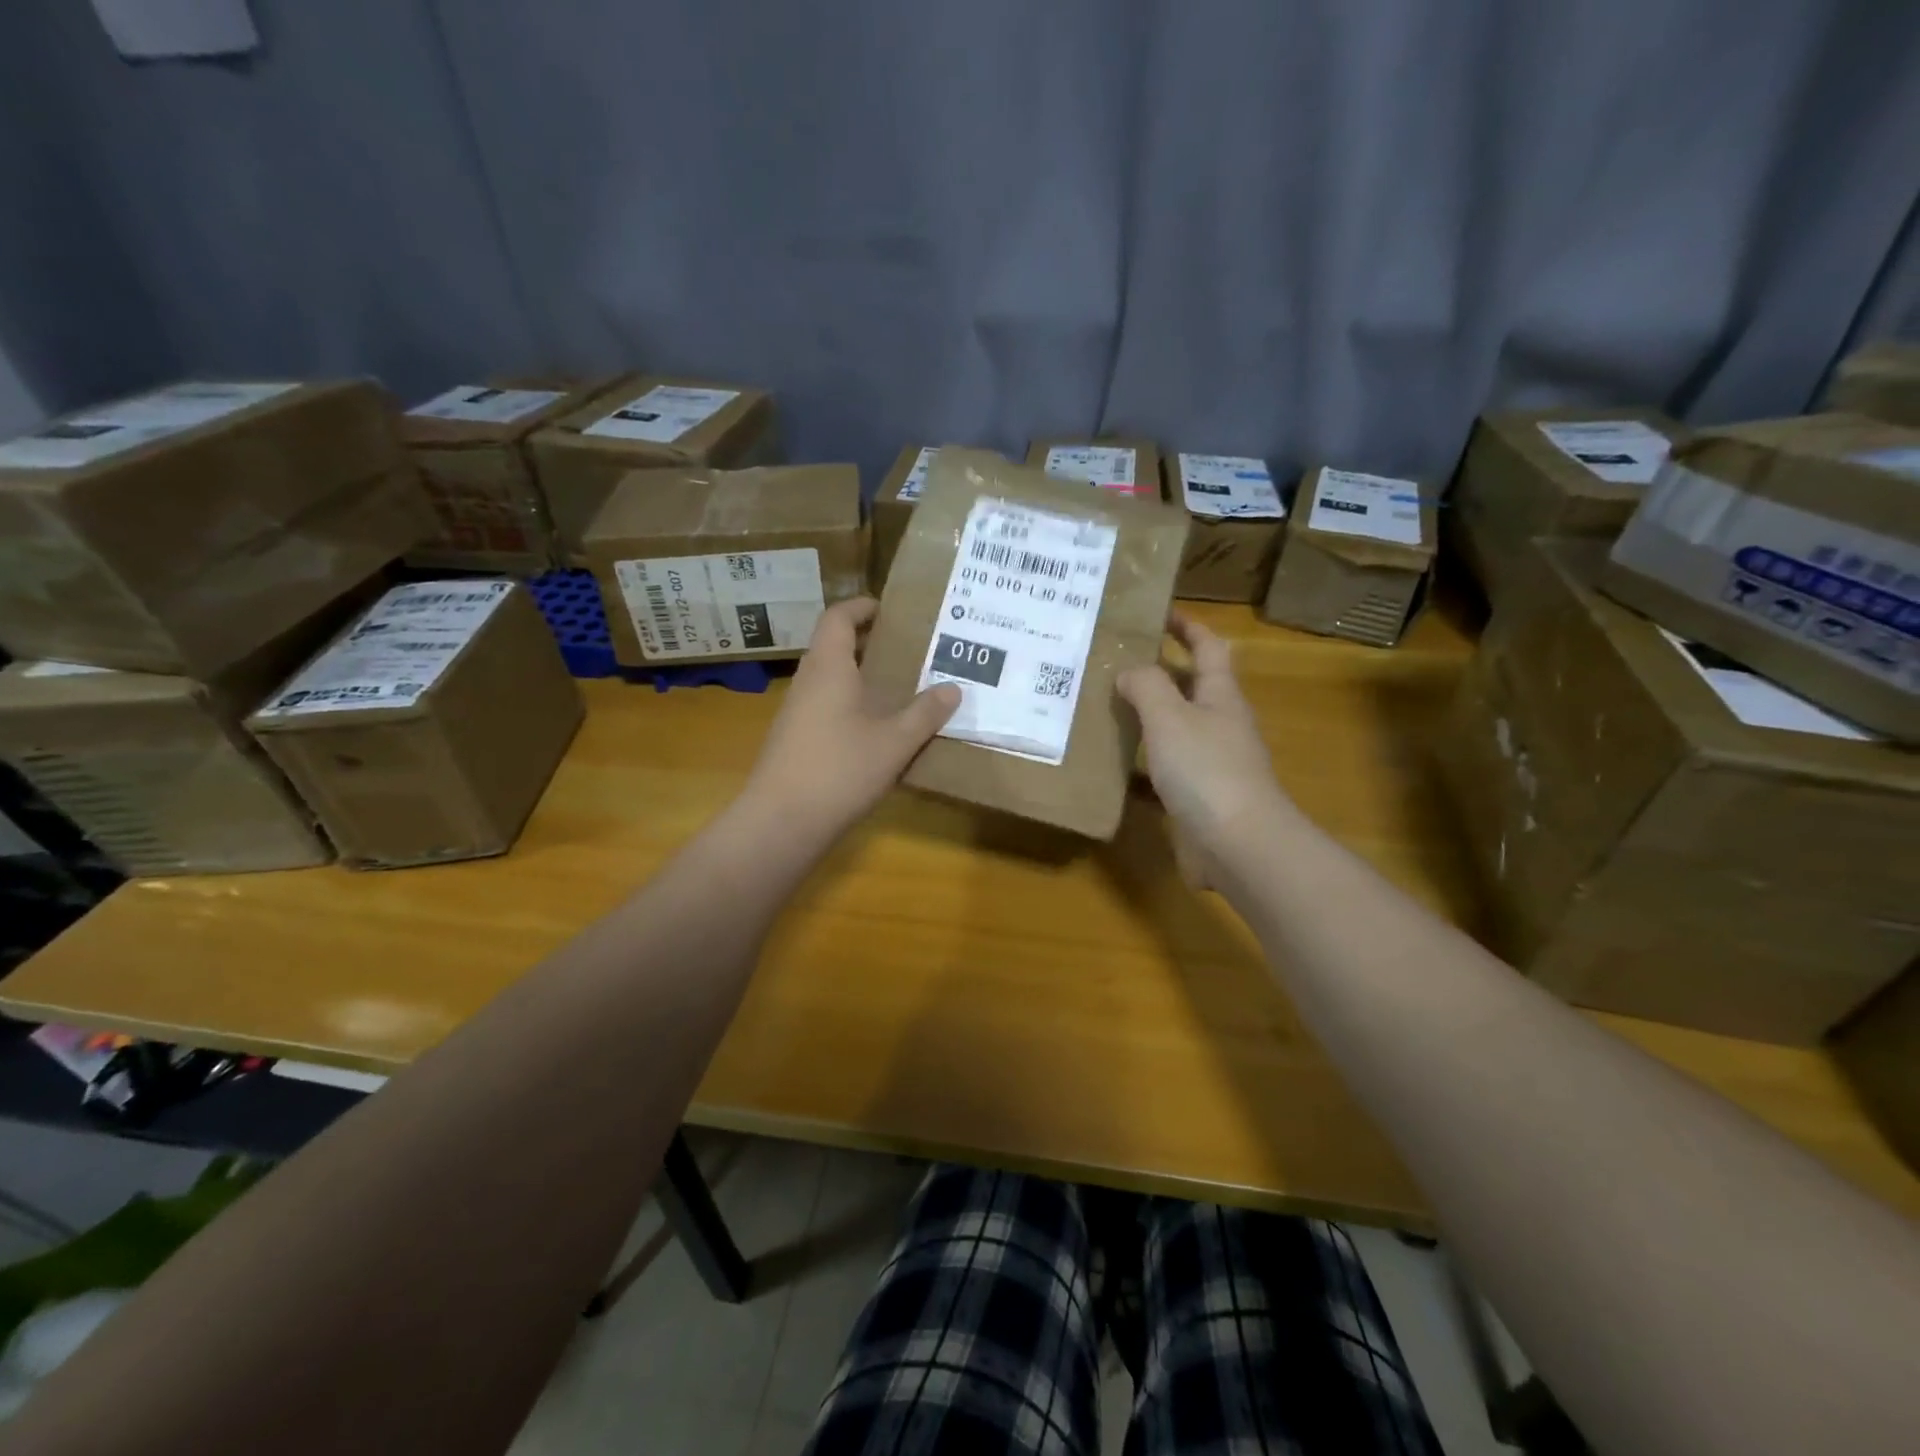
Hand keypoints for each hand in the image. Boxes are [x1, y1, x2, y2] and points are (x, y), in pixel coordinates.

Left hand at [741, 598, 959, 838]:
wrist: (782, 822)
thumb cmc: (840, 770)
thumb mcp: (894, 742)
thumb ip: (925, 713)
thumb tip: (953, 688)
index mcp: (829, 667)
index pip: (838, 617)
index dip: (862, 607)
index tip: (890, 610)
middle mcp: (808, 681)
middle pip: (833, 645)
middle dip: (868, 642)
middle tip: (908, 649)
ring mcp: (796, 712)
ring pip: (829, 678)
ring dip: (859, 675)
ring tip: (899, 687)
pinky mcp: (795, 740)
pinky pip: (825, 705)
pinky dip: (850, 703)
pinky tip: (875, 728)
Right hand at [1117, 612, 1295, 886]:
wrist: (1237, 844)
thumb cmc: (1206, 770)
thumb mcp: (1170, 717)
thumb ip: (1147, 686)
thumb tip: (1130, 671)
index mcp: (1220, 696)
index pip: (1208, 647)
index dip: (1186, 626)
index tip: (1156, 611)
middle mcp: (1219, 724)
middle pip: (1190, 686)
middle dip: (1157, 671)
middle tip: (1112, 661)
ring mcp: (1212, 762)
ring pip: (1175, 728)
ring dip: (1146, 716)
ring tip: (1103, 706)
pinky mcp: (1198, 796)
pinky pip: (1165, 768)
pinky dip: (1141, 761)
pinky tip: (1112, 764)